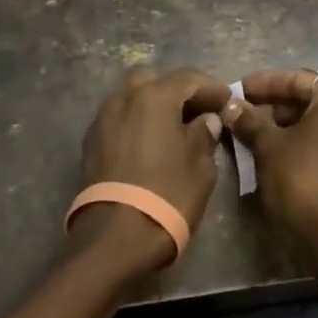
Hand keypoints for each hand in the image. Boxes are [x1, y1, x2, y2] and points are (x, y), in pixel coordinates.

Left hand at [66, 66, 232, 275]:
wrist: (114, 238)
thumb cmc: (167, 196)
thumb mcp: (200, 167)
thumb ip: (204, 135)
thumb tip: (205, 120)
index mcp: (154, 97)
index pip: (188, 78)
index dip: (211, 88)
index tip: (227, 100)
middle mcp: (124, 98)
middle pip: (153, 80)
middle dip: (175, 91)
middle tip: (196, 111)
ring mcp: (102, 119)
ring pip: (130, 98)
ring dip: (152, 106)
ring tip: (172, 129)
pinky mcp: (90, 143)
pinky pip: (118, 120)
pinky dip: (135, 123)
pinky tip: (149, 144)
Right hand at [225, 69, 317, 267]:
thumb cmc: (303, 178)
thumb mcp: (269, 146)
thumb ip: (249, 120)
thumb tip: (229, 105)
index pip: (298, 79)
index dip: (264, 84)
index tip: (237, 90)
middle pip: (308, 100)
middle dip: (272, 107)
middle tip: (240, 114)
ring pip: (315, 124)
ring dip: (282, 127)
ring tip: (249, 134)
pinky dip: (299, 144)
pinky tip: (270, 152)